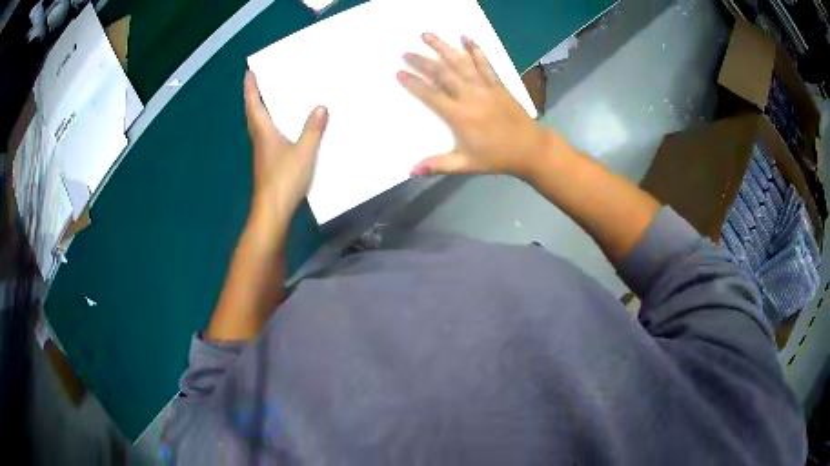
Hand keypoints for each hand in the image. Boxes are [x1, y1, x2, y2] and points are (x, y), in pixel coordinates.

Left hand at [244, 71, 327, 223]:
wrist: (273, 211)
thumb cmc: (285, 179)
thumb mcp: (304, 152)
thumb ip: (313, 129)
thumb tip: (321, 107)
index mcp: (264, 132)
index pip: (254, 105)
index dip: (251, 88)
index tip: (249, 72)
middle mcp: (259, 140)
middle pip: (253, 114)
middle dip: (254, 96)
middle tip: (258, 80)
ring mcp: (262, 153)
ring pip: (258, 125)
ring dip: (260, 109)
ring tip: (270, 97)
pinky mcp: (267, 163)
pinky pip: (266, 136)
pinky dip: (269, 124)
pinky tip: (281, 126)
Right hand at [397, 33, 548, 178]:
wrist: (530, 148)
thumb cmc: (497, 157)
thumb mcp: (467, 164)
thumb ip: (439, 165)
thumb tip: (412, 171)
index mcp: (460, 115)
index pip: (431, 95)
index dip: (414, 83)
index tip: (399, 72)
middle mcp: (470, 96)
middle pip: (442, 73)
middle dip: (422, 61)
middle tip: (406, 52)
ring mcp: (485, 87)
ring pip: (460, 63)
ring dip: (443, 47)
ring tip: (427, 35)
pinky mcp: (498, 84)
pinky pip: (485, 63)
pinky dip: (475, 49)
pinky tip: (465, 37)